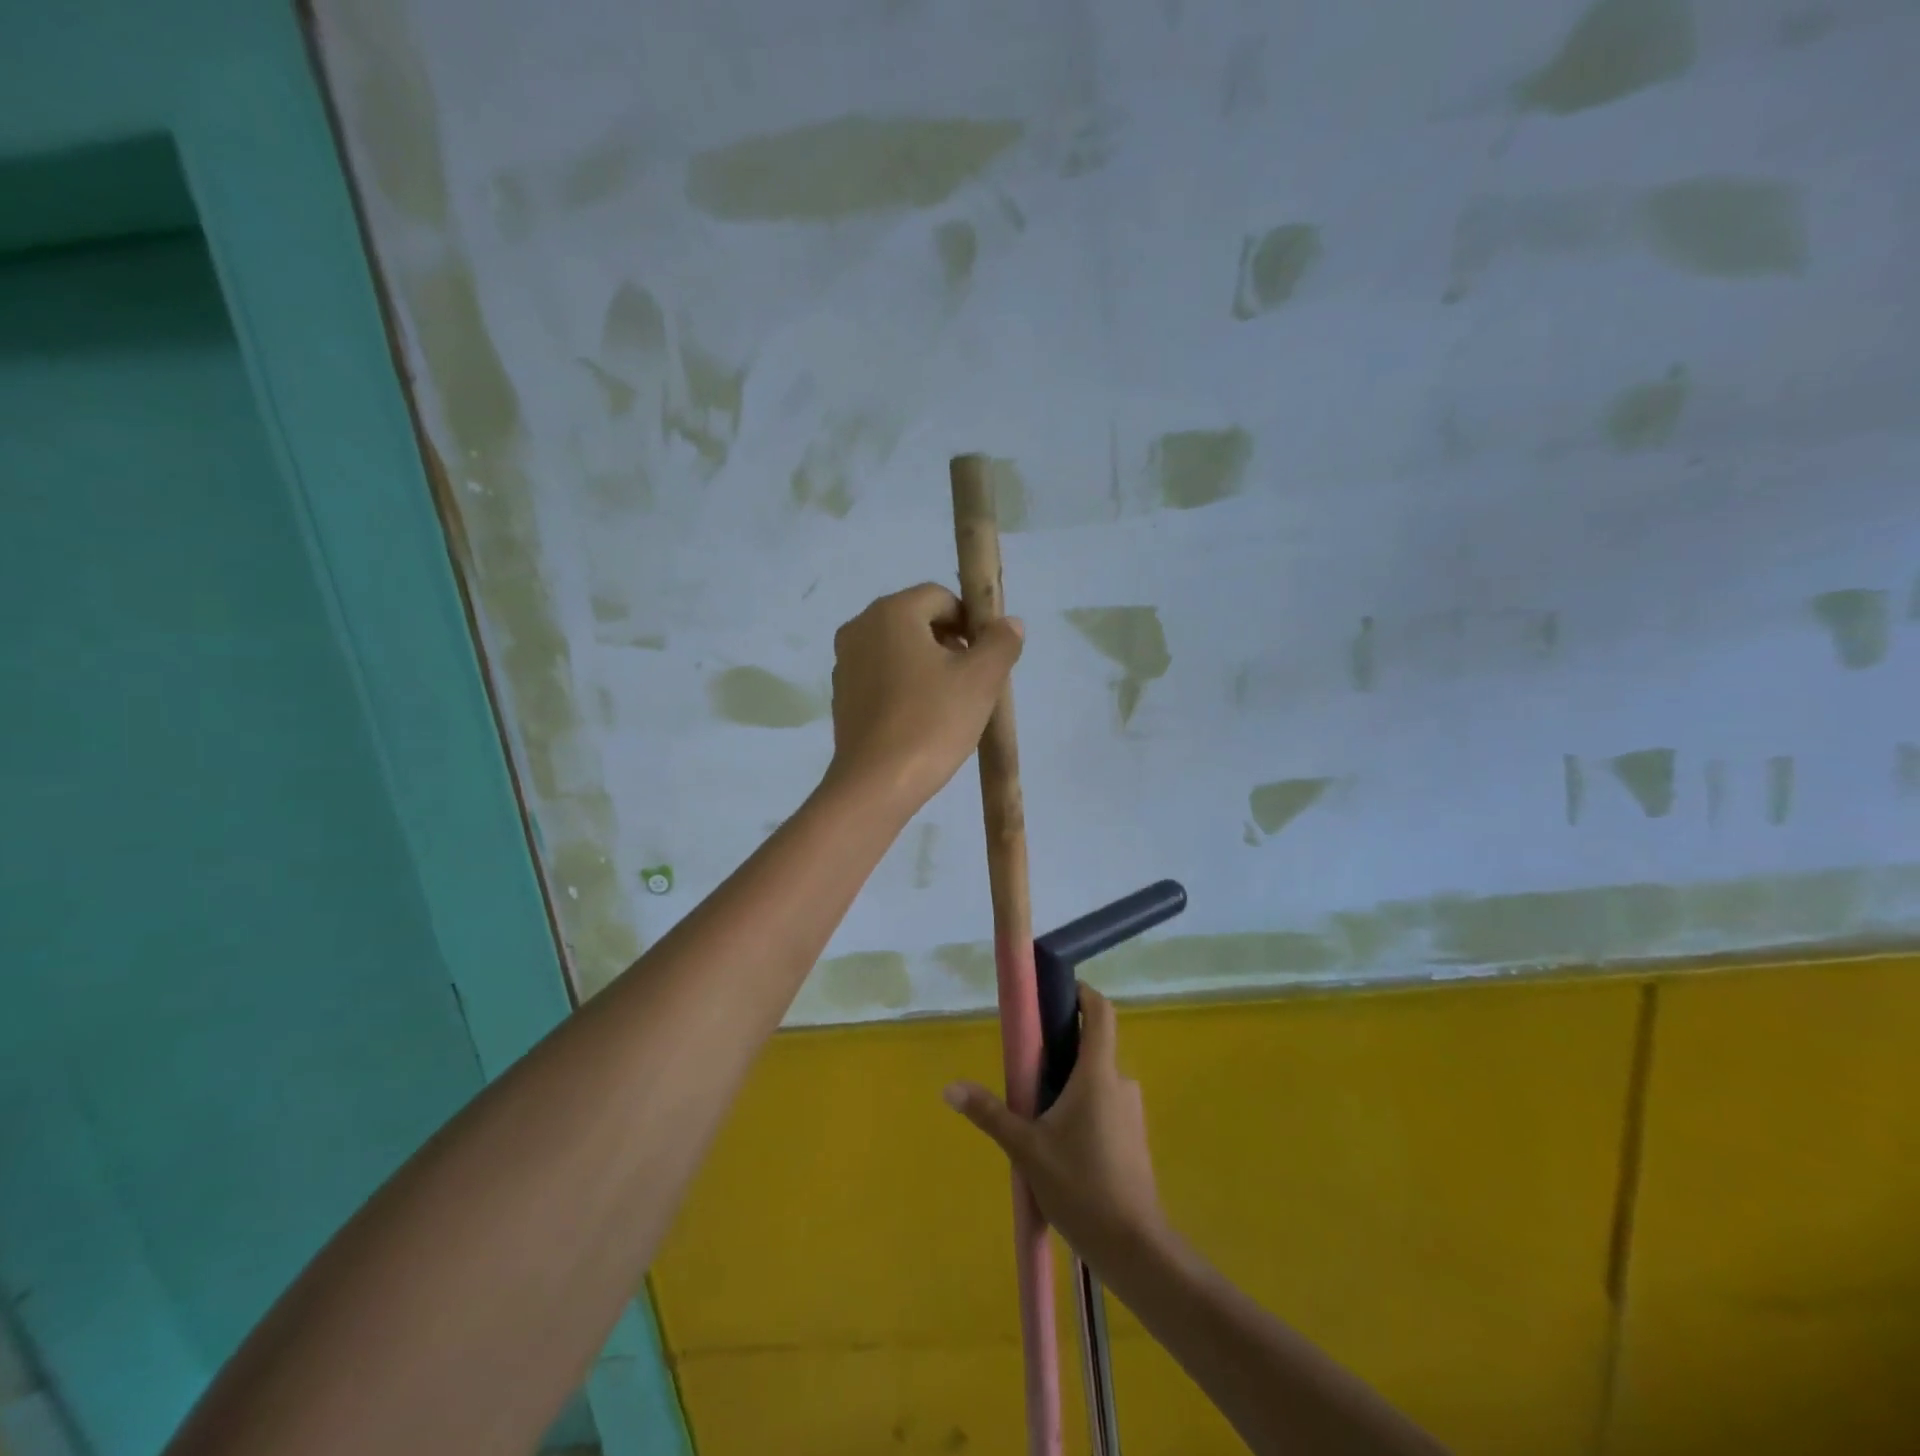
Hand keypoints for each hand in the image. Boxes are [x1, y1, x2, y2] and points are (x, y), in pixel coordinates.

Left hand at [825, 583, 1023, 811]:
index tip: (987, 657)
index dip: (971, 621)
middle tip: (973, 681)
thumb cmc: (932, 722)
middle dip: (950, 642)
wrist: (876, 784)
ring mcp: (845, 662)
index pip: (941, 597)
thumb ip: (1000, 642)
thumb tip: (1008, 623)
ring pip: (899, 649)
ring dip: (928, 665)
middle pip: (917, 620)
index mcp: (891, 612)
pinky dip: (904, 686)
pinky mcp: (841, 695)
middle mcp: (860, 627)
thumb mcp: (981, 679)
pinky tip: (922, 719)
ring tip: (950, 703)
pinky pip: (881, 676)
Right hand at [944, 986, 1167, 1273]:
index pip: (1100, 1012)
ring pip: (1096, 1082)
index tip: (1058, 992)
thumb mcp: (1027, 1149)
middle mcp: (1120, 1082)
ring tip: (1038, 1116)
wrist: (1134, 1247)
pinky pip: (1105, 1107)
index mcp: (1098, 1073)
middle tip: (1028, 1070)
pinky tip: (1061, 1147)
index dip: (1083, 993)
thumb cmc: (1080, 1186)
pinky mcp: (1133, 1139)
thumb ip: (990, 1114)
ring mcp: (1130, 1112)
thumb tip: (949, 1088)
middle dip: (1062, 1051)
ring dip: (1070, 1087)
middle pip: (1093, 1047)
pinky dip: (1083, 1111)